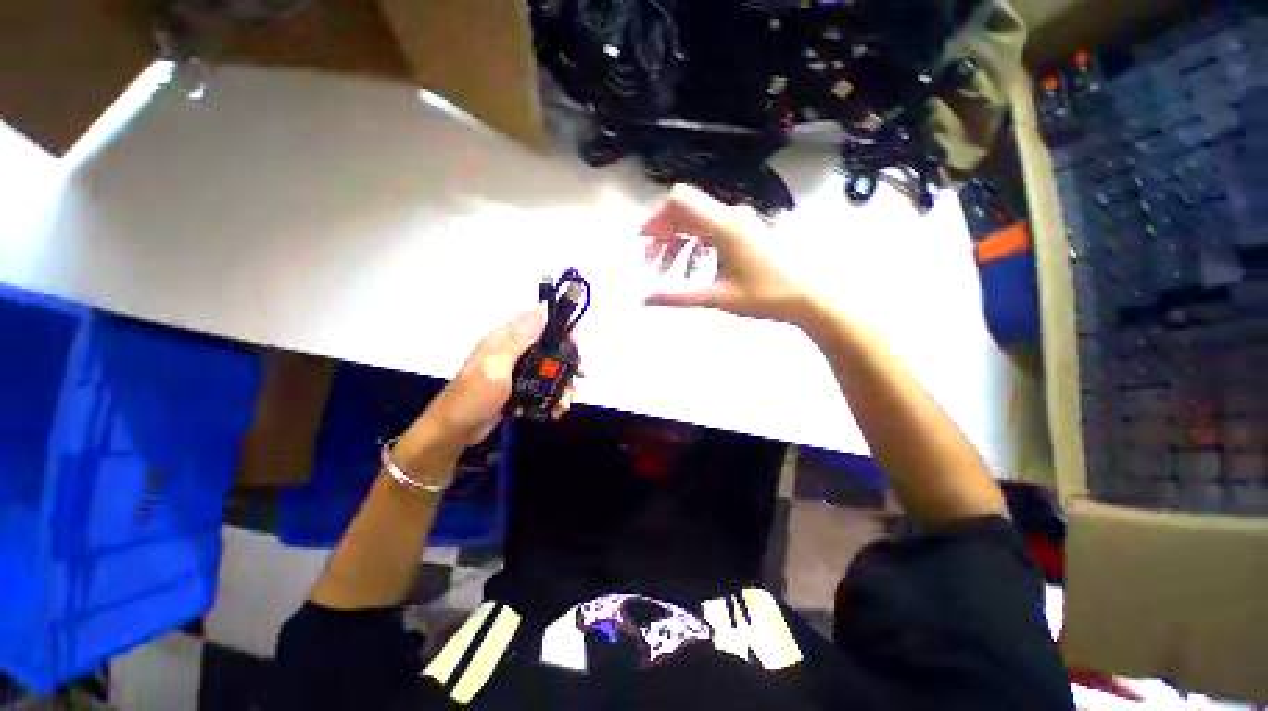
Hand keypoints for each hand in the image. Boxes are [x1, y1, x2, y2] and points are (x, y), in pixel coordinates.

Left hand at [416, 307, 579, 450]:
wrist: (453, 432)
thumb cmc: (473, 397)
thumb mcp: (496, 366)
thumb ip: (520, 338)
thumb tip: (544, 308)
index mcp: (507, 339)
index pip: (541, 321)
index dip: (563, 326)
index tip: (580, 341)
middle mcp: (515, 351)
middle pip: (552, 347)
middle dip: (570, 360)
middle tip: (582, 375)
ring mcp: (518, 371)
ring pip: (551, 370)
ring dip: (564, 384)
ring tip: (566, 403)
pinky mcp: (520, 389)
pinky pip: (545, 387)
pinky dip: (554, 397)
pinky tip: (557, 410)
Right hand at [641, 184, 813, 324]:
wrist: (810, 296)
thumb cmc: (765, 295)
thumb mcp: (717, 297)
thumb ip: (678, 296)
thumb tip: (644, 299)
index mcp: (723, 225)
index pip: (679, 201)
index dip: (655, 217)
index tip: (642, 242)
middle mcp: (730, 215)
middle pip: (685, 211)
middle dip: (662, 234)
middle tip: (650, 262)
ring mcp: (740, 222)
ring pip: (697, 222)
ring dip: (678, 242)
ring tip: (667, 271)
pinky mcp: (746, 232)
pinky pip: (712, 230)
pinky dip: (695, 245)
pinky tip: (692, 269)